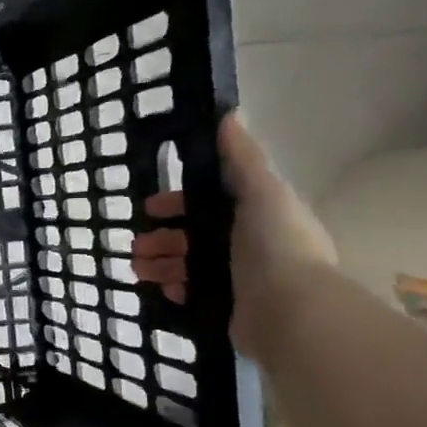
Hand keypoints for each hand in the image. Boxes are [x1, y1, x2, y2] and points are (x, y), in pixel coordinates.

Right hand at [130, 114, 336, 352]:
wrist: (291, 313)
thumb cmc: (276, 246)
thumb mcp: (262, 192)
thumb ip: (243, 157)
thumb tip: (230, 113)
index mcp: (256, 215)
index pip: (208, 203)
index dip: (176, 203)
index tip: (149, 209)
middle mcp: (248, 245)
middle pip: (192, 235)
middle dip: (160, 238)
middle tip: (136, 246)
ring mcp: (238, 279)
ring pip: (186, 265)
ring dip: (159, 264)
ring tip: (138, 270)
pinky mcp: (227, 307)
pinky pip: (190, 294)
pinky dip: (174, 289)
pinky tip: (163, 290)